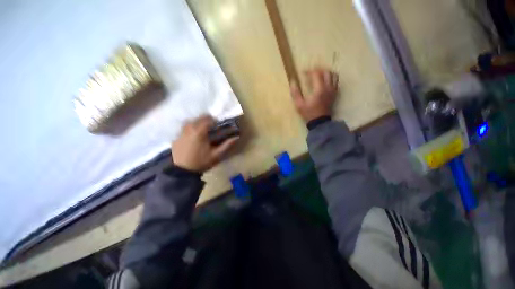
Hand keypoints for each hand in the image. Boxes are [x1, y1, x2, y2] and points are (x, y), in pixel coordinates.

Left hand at [172, 115, 237, 172]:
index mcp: (199, 132)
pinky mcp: (176, 138)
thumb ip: (226, 145)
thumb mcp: (216, 155)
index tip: (218, 123)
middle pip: (198, 119)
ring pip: (189, 122)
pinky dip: (189, 128)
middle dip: (206, 119)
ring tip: (202, 127)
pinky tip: (193, 135)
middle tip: (212, 125)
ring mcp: (180, 133)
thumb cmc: (201, 162)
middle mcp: (189, 130)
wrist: (183, 172)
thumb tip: (236, 137)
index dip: (214, 120)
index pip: (207, 120)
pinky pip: (183, 128)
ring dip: (197, 122)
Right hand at [290, 68, 338, 122]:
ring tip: (318, 75)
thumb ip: (295, 93)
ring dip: (325, 72)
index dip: (309, 71)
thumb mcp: (299, 105)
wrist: (320, 122)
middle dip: (318, 69)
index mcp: (319, 89)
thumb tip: (292, 82)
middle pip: (326, 72)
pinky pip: (336, 81)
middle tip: (311, 72)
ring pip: (333, 75)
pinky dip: (330, 78)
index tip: (303, 73)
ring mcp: (333, 90)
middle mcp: (328, 87)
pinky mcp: (335, 94)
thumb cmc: (308, 113)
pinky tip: (324, 82)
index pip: (316, 73)